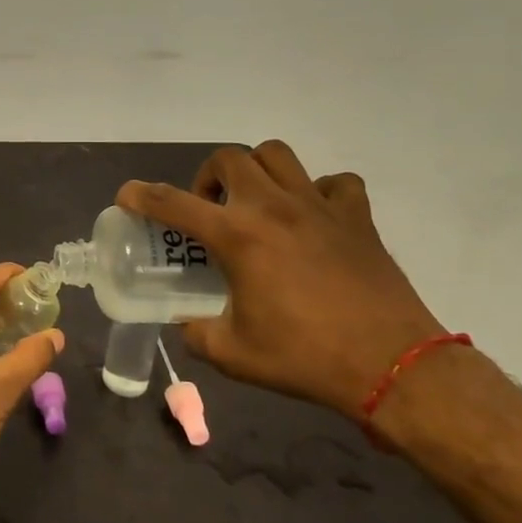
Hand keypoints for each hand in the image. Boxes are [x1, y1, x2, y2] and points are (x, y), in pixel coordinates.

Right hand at [117, 141, 442, 419]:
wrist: (393, 367)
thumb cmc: (305, 358)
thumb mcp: (233, 353)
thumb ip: (197, 332)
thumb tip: (187, 324)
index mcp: (236, 236)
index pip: (172, 202)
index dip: (140, 195)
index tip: (127, 196)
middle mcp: (272, 207)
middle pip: (227, 159)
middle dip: (207, 177)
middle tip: (210, 209)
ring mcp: (318, 206)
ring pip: (277, 155)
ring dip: (256, 171)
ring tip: (255, 202)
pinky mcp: (357, 218)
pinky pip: (335, 183)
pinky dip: (319, 191)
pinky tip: (313, 218)